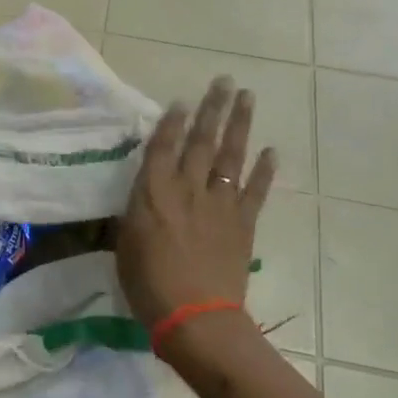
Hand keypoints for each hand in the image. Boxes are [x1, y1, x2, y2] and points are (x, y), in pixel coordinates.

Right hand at [118, 78, 275, 333]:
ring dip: (240, 125)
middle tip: (225, 81)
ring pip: (231, 156)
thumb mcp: (125, 245)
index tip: (181, 100)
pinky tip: (272, 150)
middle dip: (213, 109)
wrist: (195, 317)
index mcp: (154, 192)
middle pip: (202, 141)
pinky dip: (264, 170)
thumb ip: (135, 213)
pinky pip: (255, 190)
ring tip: (248, 98)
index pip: (163, 146)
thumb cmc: (148, 285)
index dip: (172, 121)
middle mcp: (188, 188)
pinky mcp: (243, 223)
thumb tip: (141, 197)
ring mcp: (220, 203)